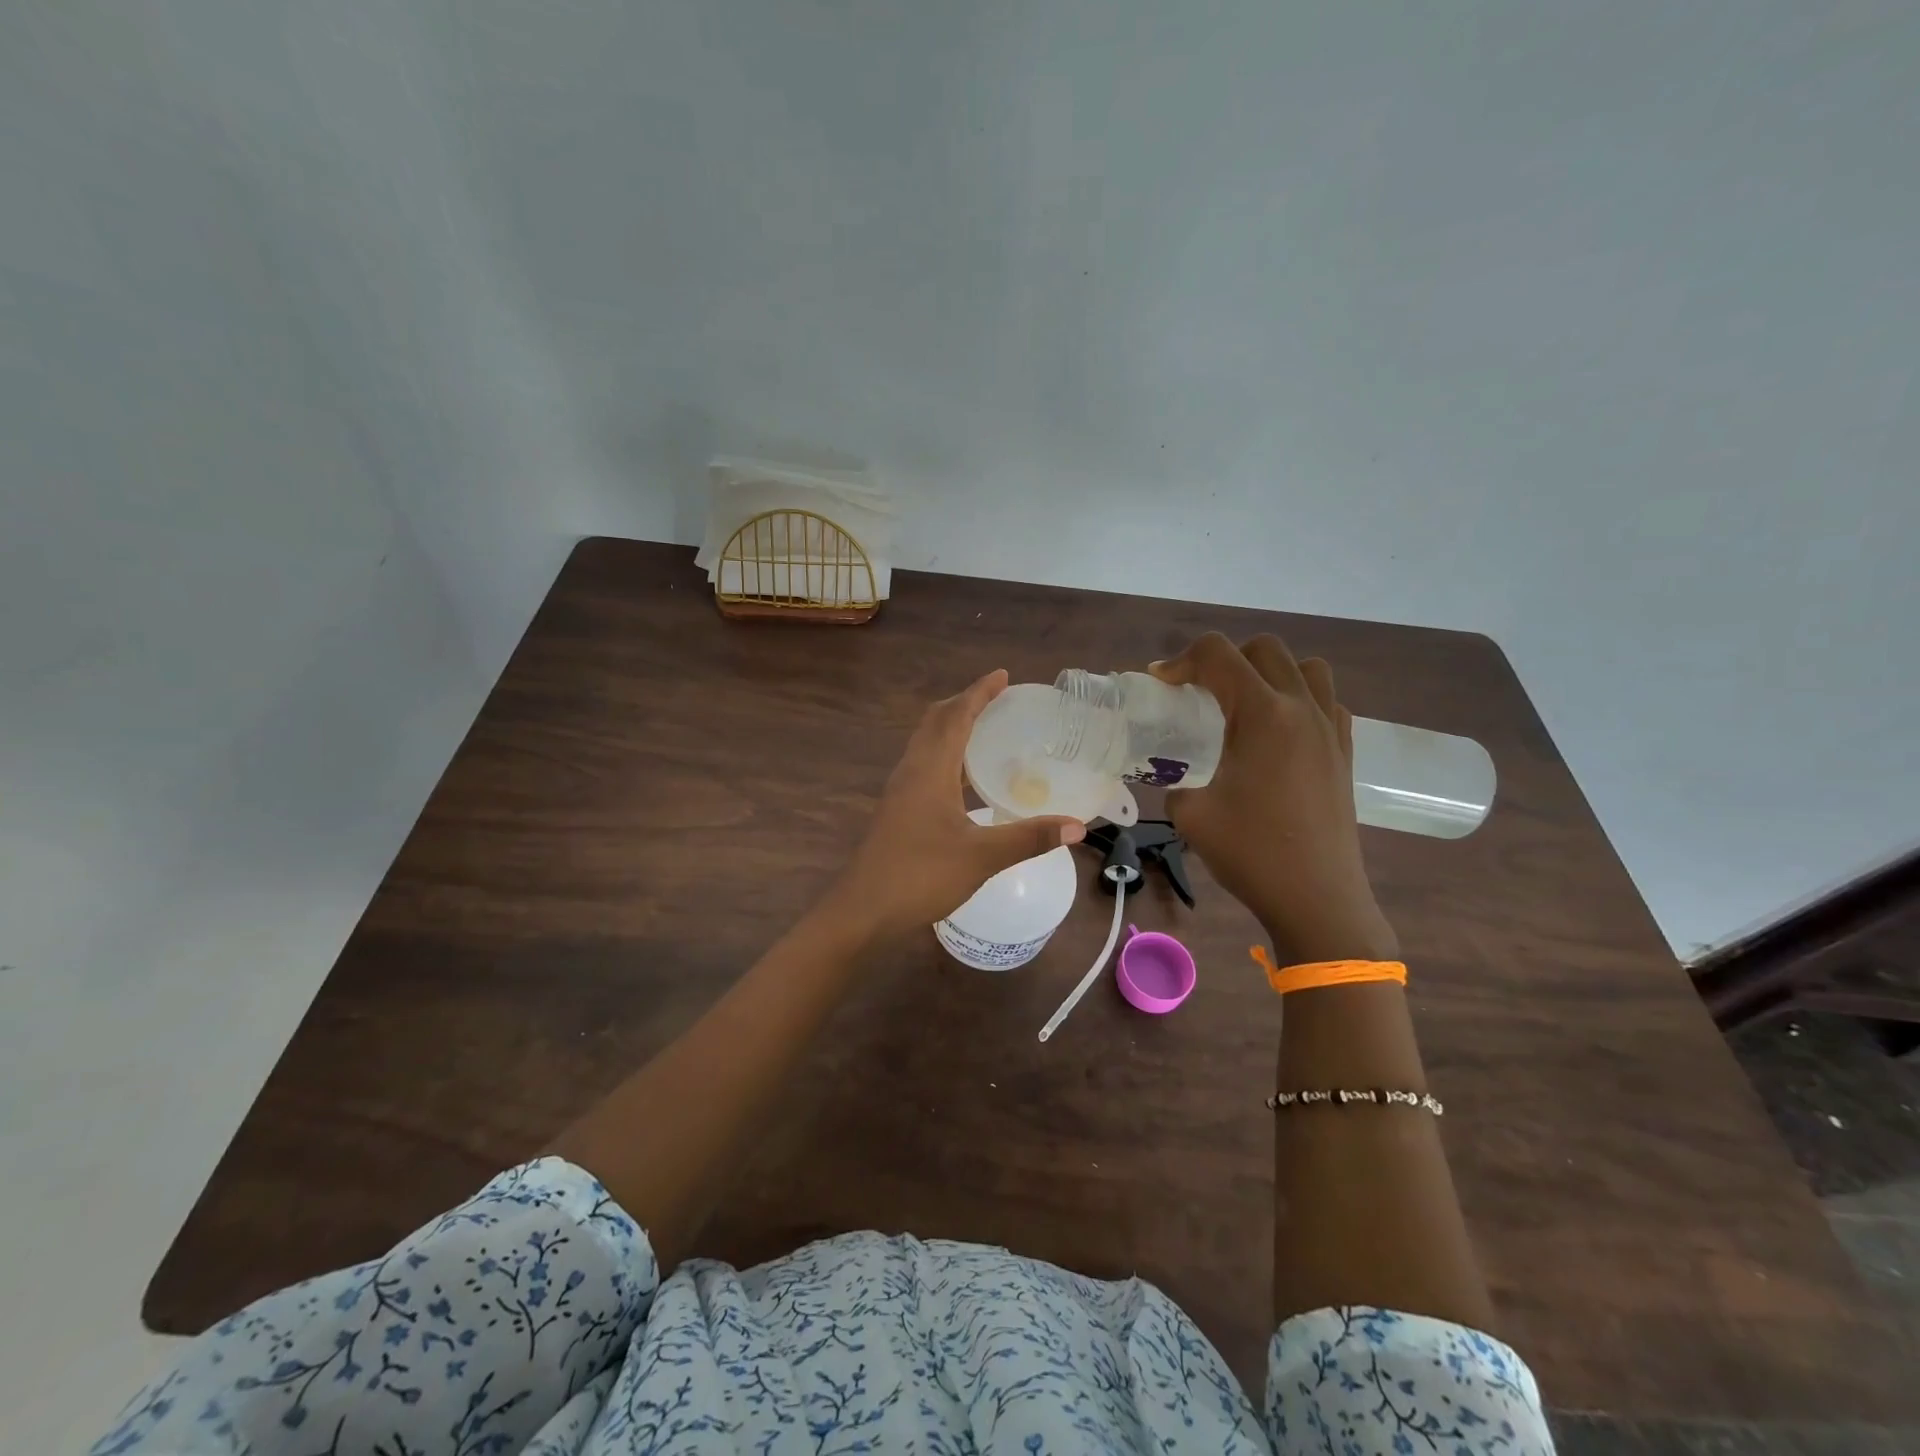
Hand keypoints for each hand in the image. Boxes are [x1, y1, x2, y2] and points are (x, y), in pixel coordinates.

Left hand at [828, 670, 1085, 939]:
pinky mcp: (897, 810)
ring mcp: (900, 791)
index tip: (1002, 676)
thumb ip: (1029, 838)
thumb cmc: (920, 875)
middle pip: (935, 722)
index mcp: (930, 769)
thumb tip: (1077, 826)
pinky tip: (965, 780)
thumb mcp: (982, 856)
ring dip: (952, 729)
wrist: (864, 910)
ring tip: (986, 731)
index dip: (978, 693)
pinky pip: (924, 766)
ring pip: (926, 744)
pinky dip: (946, 756)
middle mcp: (911, 770)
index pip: (955, 716)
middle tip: (997, 701)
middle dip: (964, 704)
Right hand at [1151, 633, 1396, 962]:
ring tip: (1245, 705)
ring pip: (1305, 668)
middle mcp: (1301, 709)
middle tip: (1199, 693)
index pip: (1218, 655)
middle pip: (1264, 649)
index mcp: (1262, 715)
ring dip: (1270, 672)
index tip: (1161, 683)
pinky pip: (1327, 701)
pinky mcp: (1344, 752)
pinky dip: (1300, 700)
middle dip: (1224, 659)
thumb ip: (1175, 783)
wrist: (1317, 899)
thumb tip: (1178, 779)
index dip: (1181, 660)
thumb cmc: (1251, 853)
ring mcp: (1330, 729)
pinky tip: (1279, 733)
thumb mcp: (1191, 816)